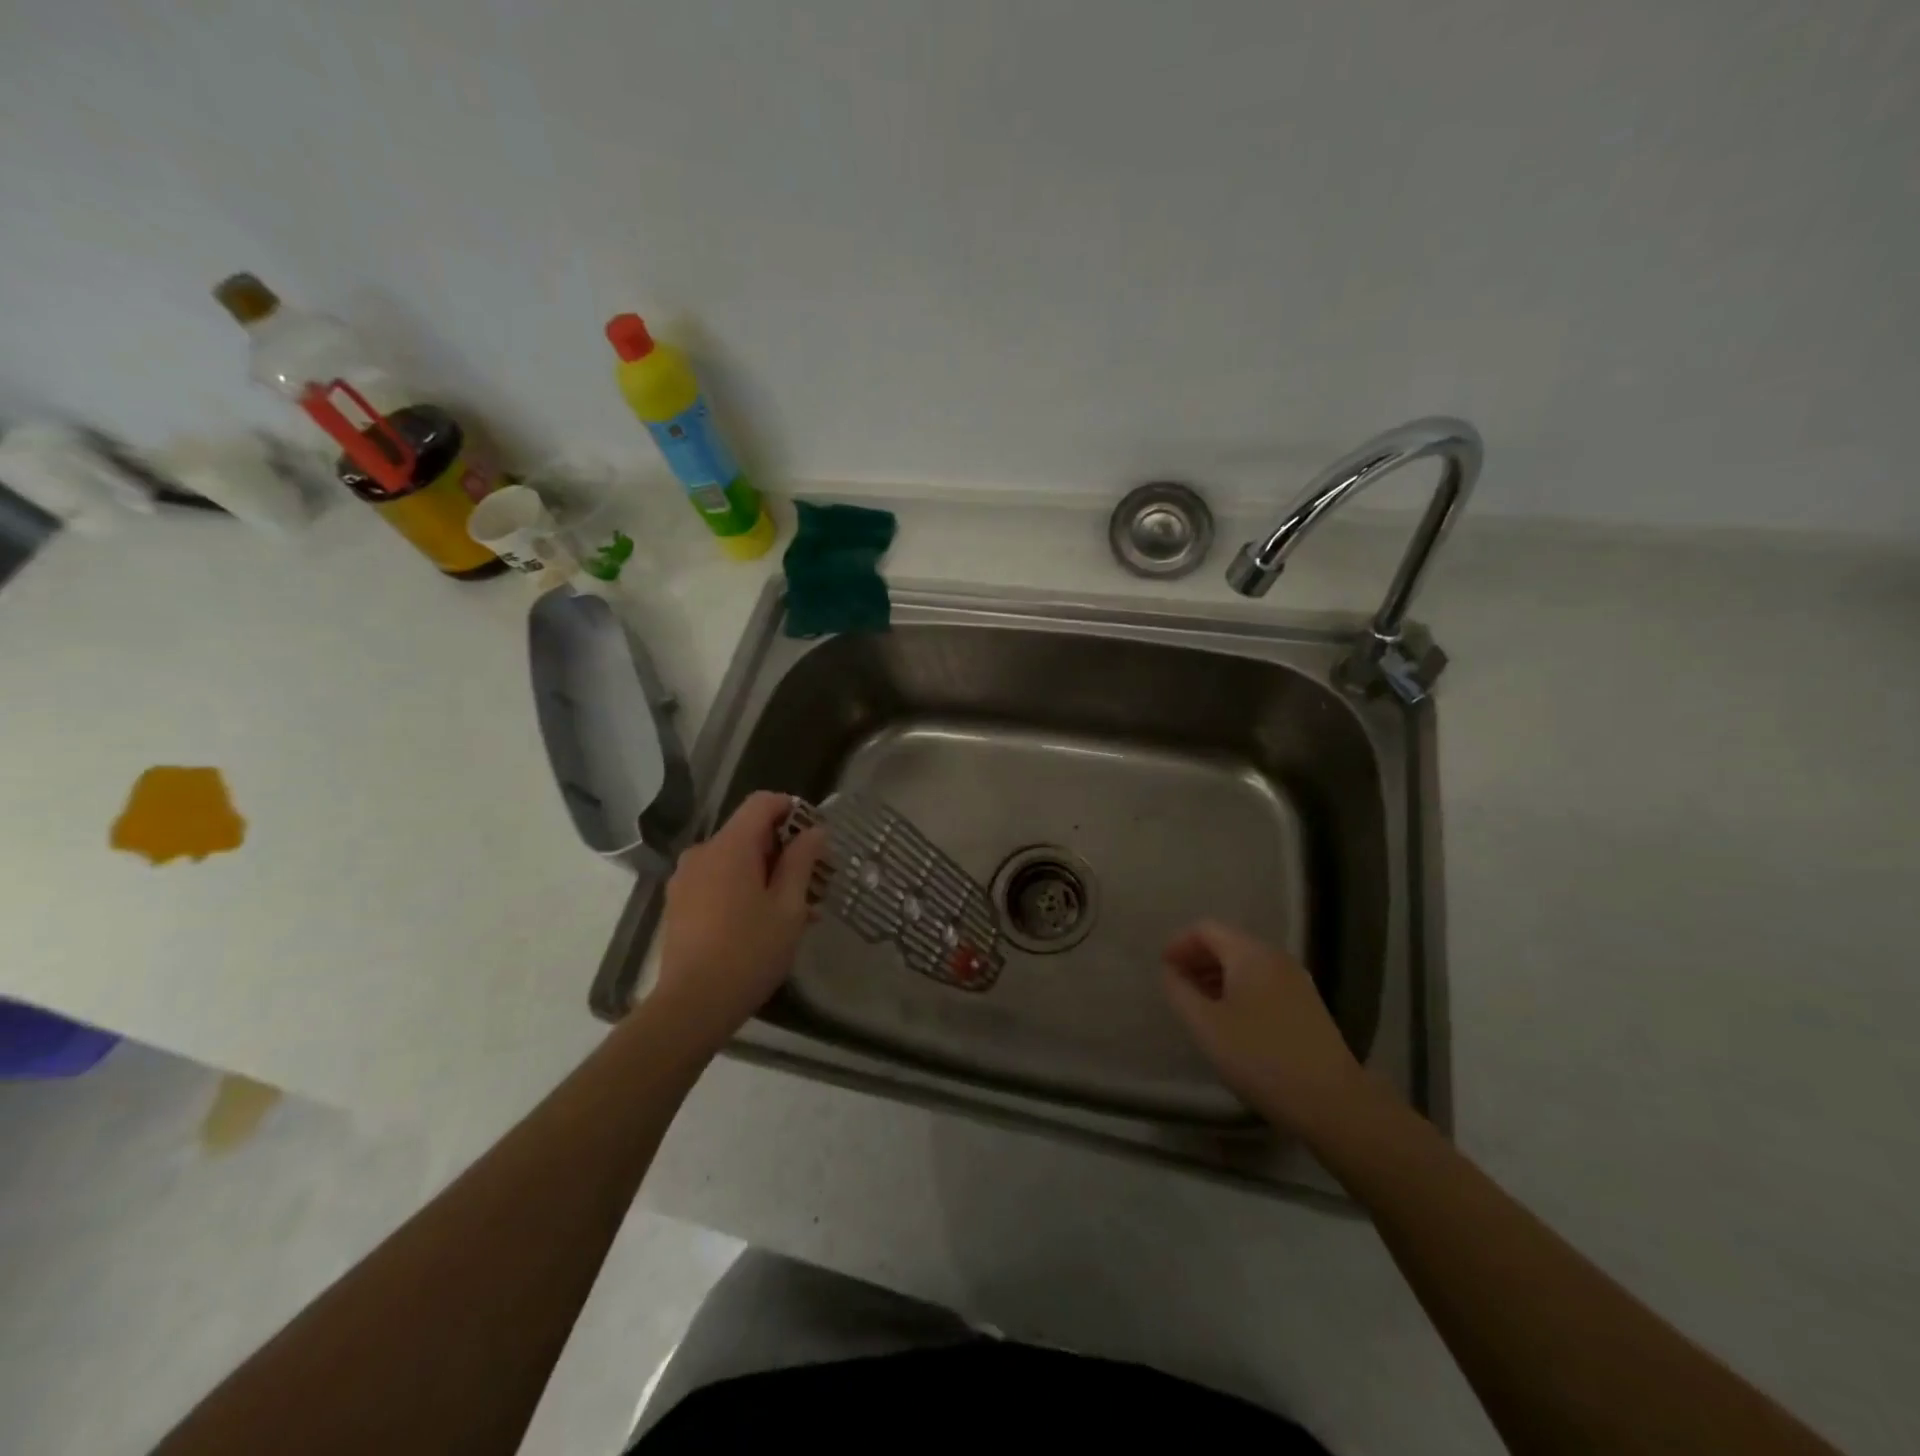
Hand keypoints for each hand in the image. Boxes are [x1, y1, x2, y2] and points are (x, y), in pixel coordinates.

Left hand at [652, 792, 825, 1051]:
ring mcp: (686, 879)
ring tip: (798, 909)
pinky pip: (718, 881)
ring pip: (735, 860)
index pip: (763, 803)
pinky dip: (744, 889)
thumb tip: (814, 831)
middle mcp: (703, 853)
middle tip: (815, 880)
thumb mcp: (789, 907)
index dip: (793, 809)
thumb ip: (802, 862)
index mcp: (730, 847)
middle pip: (749, 832)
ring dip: (767, 874)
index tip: (817, 835)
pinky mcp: (679, 904)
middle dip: (784, 850)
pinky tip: (767, 922)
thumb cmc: (749, 952)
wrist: (692, 1005)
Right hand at [1162, 920, 1368, 1137]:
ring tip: (1198, 1006)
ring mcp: (1296, 981)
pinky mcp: (1307, 1005)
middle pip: (1227, 943)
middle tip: (1176, 987)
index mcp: (1250, 954)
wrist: (1332, 1102)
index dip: (1178, 944)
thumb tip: (1169, 971)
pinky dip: (1238, 990)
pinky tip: (1231, 1022)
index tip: (1162, 970)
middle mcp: (1276, 957)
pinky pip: (1263, 982)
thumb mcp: (1206, 1026)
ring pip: (1246, 964)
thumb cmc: (1260, 1057)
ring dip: (1216, 976)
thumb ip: (1179, 991)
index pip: (1206, 929)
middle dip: (1196, 959)